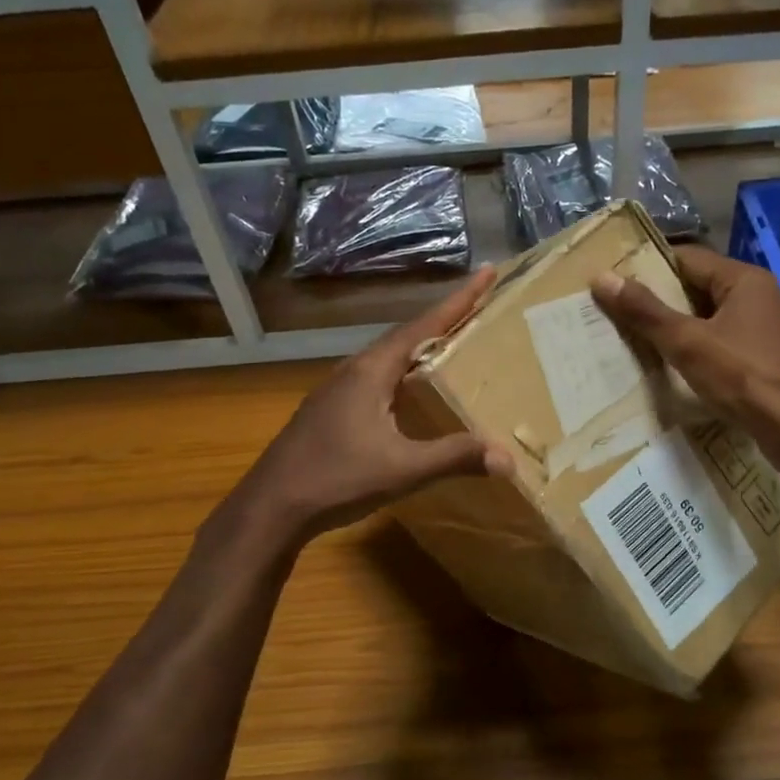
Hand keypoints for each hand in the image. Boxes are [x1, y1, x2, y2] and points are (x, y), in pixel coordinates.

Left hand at [241, 268, 510, 541]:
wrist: (272, 506)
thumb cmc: (336, 479)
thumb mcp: (403, 469)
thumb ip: (454, 458)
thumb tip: (506, 458)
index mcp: (372, 371)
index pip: (423, 326)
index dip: (458, 300)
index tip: (487, 273)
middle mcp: (353, 371)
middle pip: (406, 337)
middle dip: (443, 322)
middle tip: (478, 311)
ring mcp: (336, 391)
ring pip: (388, 359)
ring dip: (421, 349)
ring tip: (452, 348)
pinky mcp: (329, 412)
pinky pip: (376, 380)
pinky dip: (404, 376)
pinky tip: (411, 395)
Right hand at [591, 247, 779, 460]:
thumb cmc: (742, 376)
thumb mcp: (686, 342)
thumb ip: (645, 311)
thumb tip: (602, 278)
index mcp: (745, 280)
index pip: (689, 259)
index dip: (650, 267)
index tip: (617, 281)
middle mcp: (760, 296)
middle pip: (700, 288)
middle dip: (661, 301)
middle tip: (620, 313)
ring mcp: (767, 329)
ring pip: (712, 318)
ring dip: (679, 328)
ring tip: (638, 340)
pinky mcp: (767, 358)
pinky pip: (724, 343)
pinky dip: (699, 349)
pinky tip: (676, 367)